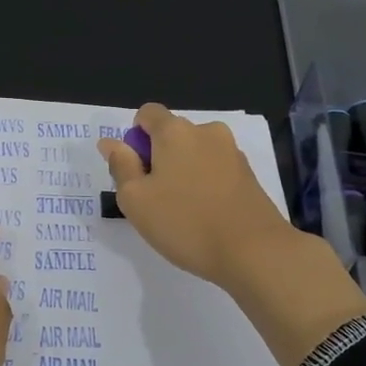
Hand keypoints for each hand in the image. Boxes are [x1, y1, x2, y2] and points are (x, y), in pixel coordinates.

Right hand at [99, 104, 365, 365]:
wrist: (254, 252)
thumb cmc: (185, 223)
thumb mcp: (136, 200)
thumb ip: (121, 166)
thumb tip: (110, 142)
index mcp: (175, 131)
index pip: (147, 113)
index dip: (135, 138)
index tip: (136, 172)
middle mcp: (206, 132)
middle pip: (172, 135)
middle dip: (159, 159)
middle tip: (154, 200)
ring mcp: (232, 153)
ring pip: (195, 154)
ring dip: (183, 173)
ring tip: (182, 213)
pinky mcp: (249, 175)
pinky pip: (215, 171)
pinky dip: (205, 186)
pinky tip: (206, 217)